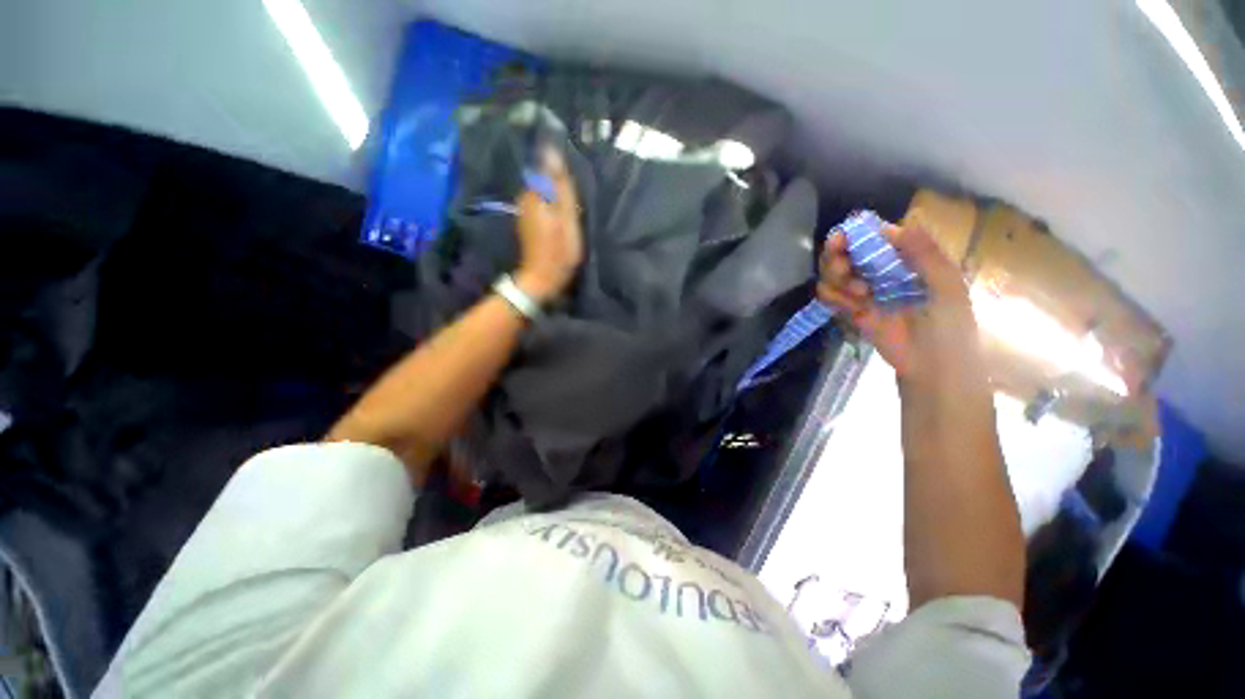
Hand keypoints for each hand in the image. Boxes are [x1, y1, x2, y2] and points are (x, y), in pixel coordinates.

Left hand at [513, 146, 583, 303]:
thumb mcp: (567, 218)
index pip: (545, 164)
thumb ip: (561, 187)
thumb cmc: (559, 250)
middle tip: (576, 196)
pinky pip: (541, 203)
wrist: (542, 277)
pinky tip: (560, 215)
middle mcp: (525, 196)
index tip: (573, 179)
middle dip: (558, 181)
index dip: (560, 168)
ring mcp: (524, 209)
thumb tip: (552, 151)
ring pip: (542, 191)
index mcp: (535, 193)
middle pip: (543, 178)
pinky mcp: (527, 220)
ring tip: (571, 205)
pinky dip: (551, 205)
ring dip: (555, 193)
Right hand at [816, 225, 987, 393]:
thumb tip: (899, 225)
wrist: (932, 365)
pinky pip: (829, 296)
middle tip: (842, 267)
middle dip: (836, 256)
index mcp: (905, 258)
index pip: (874, 236)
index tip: (843, 239)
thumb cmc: (949, 325)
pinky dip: (831, 297)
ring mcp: (863, 290)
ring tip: (859, 294)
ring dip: (836, 279)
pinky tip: (850, 306)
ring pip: (832, 272)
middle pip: (844, 252)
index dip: (855, 234)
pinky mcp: (850, 310)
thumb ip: (926, 256)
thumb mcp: (947, 286)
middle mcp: (880, 270)